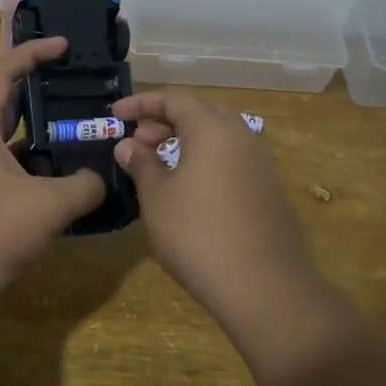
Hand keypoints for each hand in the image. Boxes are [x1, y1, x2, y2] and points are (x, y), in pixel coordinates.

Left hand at [0, 38, 106, 303]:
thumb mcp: (47, 205)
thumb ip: (84, 186)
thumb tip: (102, 180)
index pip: (3, 74)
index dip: (32, 52)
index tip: (64, 46)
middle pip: (8, 105)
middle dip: (41, 92)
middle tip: (78, 88)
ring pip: (14, 144)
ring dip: (45, 138)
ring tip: (83, 134)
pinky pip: (16, 175)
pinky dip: (41, 173)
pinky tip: (70, 183)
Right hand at [110, 88, 314, 321]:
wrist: (264, 286)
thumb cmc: (198, 235)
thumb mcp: (157, 198)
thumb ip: (141, 164)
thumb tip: (128, 145)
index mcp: (213, 129)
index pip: (174, 99)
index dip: (142, 103)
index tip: (116, 115)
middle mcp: (242, 136)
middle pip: (200, 112)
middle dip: (165, 120)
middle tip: (138, 140)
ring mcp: (261, 163)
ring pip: (219, 135)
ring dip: (187, 139)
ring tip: (159, 161)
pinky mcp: (270, 189)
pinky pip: (233, 158)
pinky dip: (206, 158)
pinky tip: (190, 186)